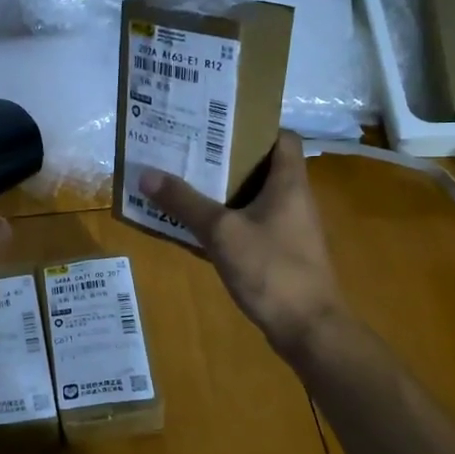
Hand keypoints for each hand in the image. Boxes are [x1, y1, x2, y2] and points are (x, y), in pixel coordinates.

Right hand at [139, 133, 350, 361]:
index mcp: (288, 183)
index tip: (216, 124)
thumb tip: (146, 173)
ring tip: (181, 182)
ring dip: (220, 192)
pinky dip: (224, 223)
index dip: (253, 126)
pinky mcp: (279, 255)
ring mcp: (287, 229)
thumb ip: (185, 202)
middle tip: (186, 150)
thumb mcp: (221, 231)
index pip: (281, 137)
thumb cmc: (271, 269)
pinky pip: (247, 227)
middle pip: (260, 166)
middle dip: (223, 158)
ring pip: (251, 198)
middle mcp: (292, 200)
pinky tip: (193, 228)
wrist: (308, 329)